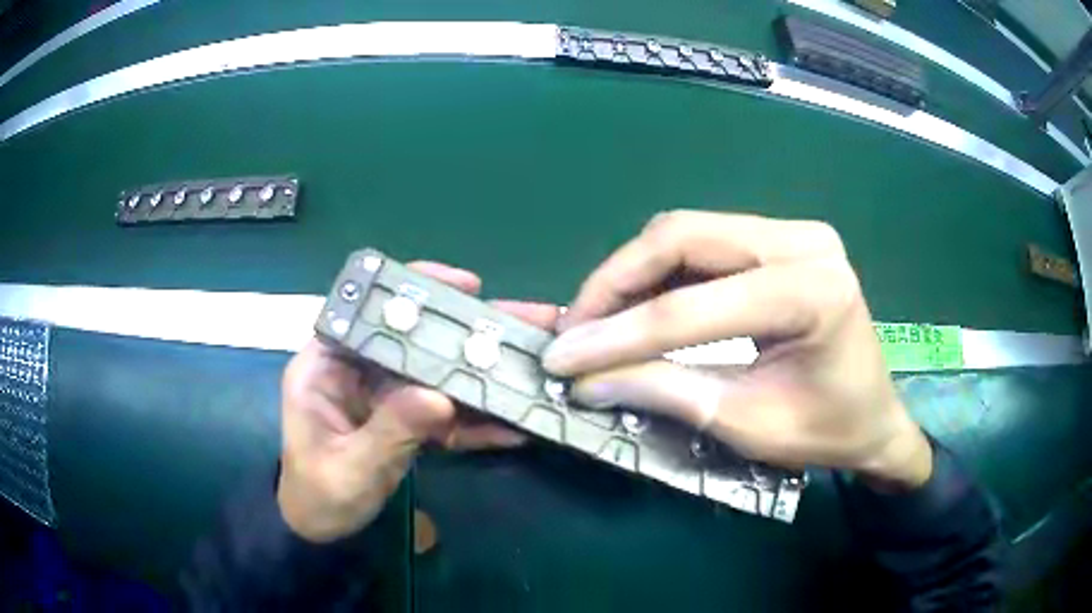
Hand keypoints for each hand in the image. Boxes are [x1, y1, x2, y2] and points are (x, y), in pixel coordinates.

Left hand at [277, 263, 559, 542]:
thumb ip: (391, 431)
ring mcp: (386, 397)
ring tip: (534, 365)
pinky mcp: (407, 422)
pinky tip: (514, 425)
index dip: (417, 290)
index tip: (469, 286)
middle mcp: (358, 370)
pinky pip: (444, 414)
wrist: (322, 530)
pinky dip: (476, 420)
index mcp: (327, 365)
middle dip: (471, 331)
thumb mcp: (351, 466)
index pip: (370, 311)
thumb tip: (440, 398)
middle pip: (416, 338)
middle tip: (529, 321)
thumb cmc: (319, 495)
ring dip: (484, 374)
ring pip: (438, 374)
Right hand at [542, 211, 931, 489]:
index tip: (561, 358)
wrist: (874, 417)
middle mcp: (803, 240)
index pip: (693, 307)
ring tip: (597, 320)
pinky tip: (637, 306)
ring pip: (686, 232)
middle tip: (576, 329)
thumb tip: (584, 379)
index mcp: (813, 291)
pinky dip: (661, 274)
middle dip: (616, 283)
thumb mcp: (746, 423)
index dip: (617, 335)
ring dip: (633, 274)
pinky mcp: (780, 239)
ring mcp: (793, 232)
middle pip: (683, 237)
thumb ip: (665, 391)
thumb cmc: (826, 431)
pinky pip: (704, 243)